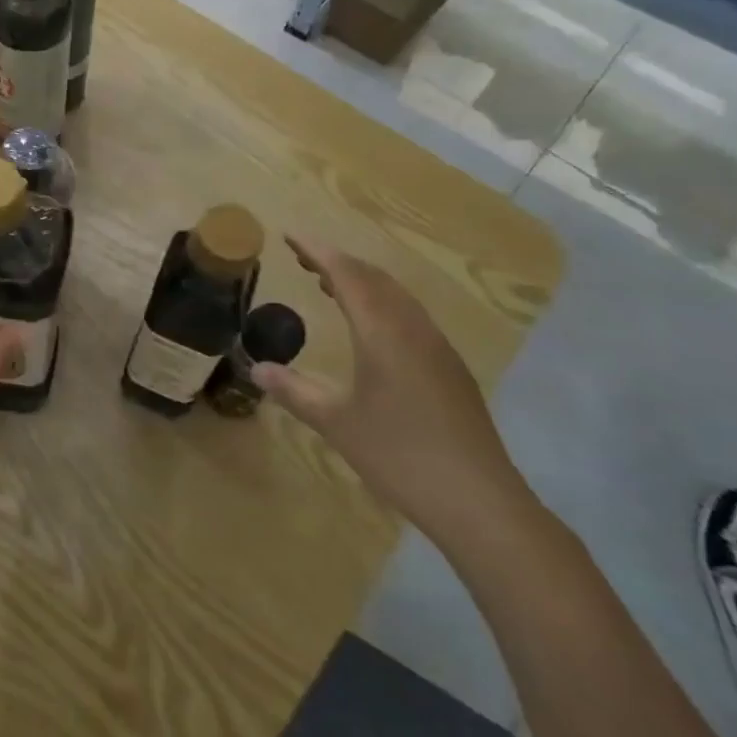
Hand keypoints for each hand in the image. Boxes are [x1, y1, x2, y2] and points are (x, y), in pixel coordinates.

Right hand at [254, 236, 533, 546]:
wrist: (480, 501)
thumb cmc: (400, 456)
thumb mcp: (336, 423)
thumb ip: (294, 391)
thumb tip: (255, 368)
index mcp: (383, 333)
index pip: (347, 275)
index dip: (317, 251)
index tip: (289, 235)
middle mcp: (413, 329)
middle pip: (374, 278)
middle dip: (337, 261)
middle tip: (302, 258)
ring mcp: (437, 348)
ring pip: (396, 295)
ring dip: (361, 281)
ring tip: (329, 284)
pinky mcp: (450, 369)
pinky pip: (410, 315)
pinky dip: (381, 303)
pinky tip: (370, 327)